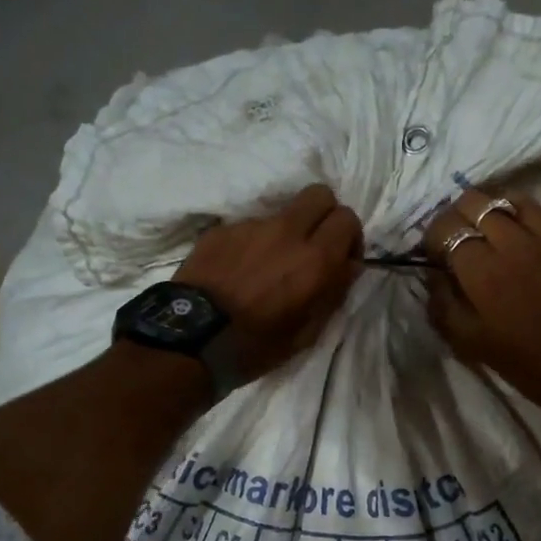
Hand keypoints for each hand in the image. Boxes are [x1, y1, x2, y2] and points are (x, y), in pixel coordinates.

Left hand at [175, 183, 363, 381]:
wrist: (191, 339)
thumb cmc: (255, 346)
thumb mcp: (306, 334)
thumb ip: (332, 294)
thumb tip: (347, 267)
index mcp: (315, 260)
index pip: (347, 219)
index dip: (349, 237)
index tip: (341, 260)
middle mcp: (287, 232)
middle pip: (319, 194)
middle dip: (324, 215)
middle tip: (315, 246)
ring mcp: (251, 226)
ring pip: (282, 213)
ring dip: (286, 233)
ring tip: (269, 266)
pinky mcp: (222, 230)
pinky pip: (249, 228)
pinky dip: (253, 244)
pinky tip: (240, 272)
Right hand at [423, 187, 540, 419]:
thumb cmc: (522, 360)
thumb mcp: (466, 341)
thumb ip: (442, 302)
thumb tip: (435, 273)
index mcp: (482, 269)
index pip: (447, 227)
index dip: (434, 236)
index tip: (435, 251)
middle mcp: (515, 241)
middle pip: (476, 202)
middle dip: (460, 216)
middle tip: (464, 236)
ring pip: (516, 198)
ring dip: (500, 210)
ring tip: (501, 229)